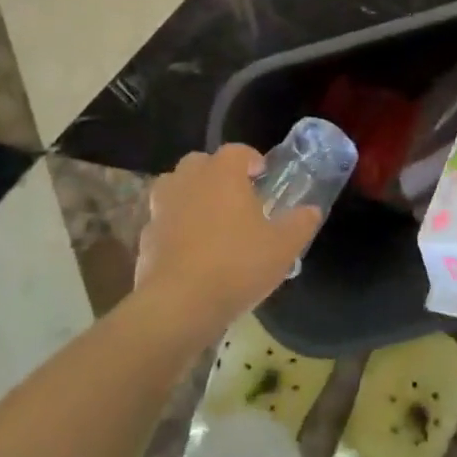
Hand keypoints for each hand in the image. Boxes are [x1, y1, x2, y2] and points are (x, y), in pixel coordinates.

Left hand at [135, 145, 320, 336]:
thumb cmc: (237, 265)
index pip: (237, 151)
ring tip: (211, 220)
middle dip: (217, 173)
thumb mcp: (283, 247)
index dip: (251, 159)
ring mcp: (162, 208)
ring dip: (191, 195)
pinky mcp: (145, 237)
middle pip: (200, 163)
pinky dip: (175, 227)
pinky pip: (163, 221)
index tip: (262, 175)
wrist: (179, 305)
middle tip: (236, 197)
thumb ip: (300, 224)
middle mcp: (188, 181)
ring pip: (175, 187)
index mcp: (222, 174)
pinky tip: (191, 251)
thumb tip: (311, 210)